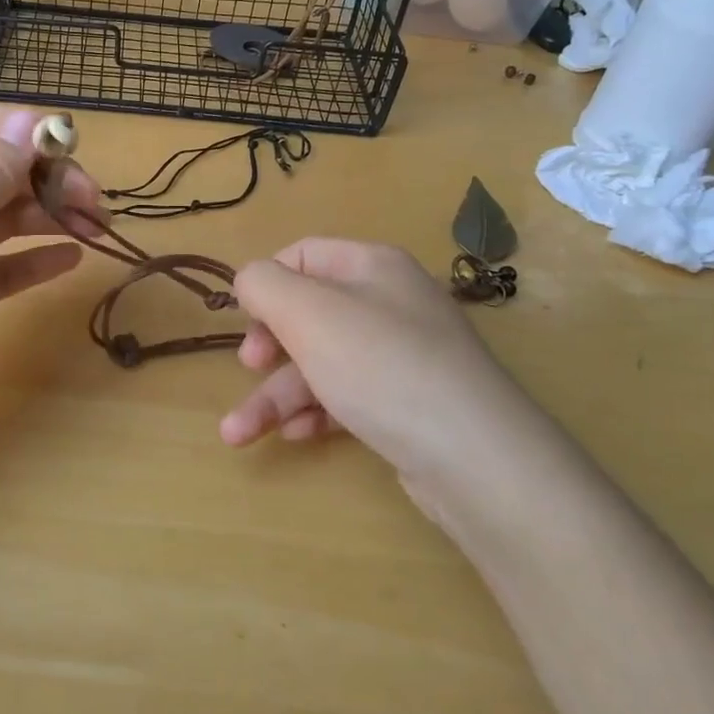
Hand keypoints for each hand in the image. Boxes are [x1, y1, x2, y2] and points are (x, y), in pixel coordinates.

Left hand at [0, 106, 102, 454]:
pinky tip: (72, 259)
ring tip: (98, 228)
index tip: (74, 158)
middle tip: (95, 206)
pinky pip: (7, 268)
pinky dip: (39, 259)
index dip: (31, 136)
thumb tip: (30, 121)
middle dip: (53, 180)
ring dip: (55, 217)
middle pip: (6, 174)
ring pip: (12, 219)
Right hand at [222, 239, 558, 525]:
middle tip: (249, 367)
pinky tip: (296, 436)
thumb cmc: (380, 367)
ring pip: (323, 362)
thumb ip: (264, 285)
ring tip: (238, 434)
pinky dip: (317, 412)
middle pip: (309, 313)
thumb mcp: (308, 313)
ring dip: (278, 395)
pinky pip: (349, 395)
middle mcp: (390, 303)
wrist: (475, 458)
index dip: (266, 283)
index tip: (244, 321)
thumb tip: (250, 281)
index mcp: (372, 266)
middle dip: (269, 345)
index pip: (303, 255)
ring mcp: (403, 355)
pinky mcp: (409, 403)